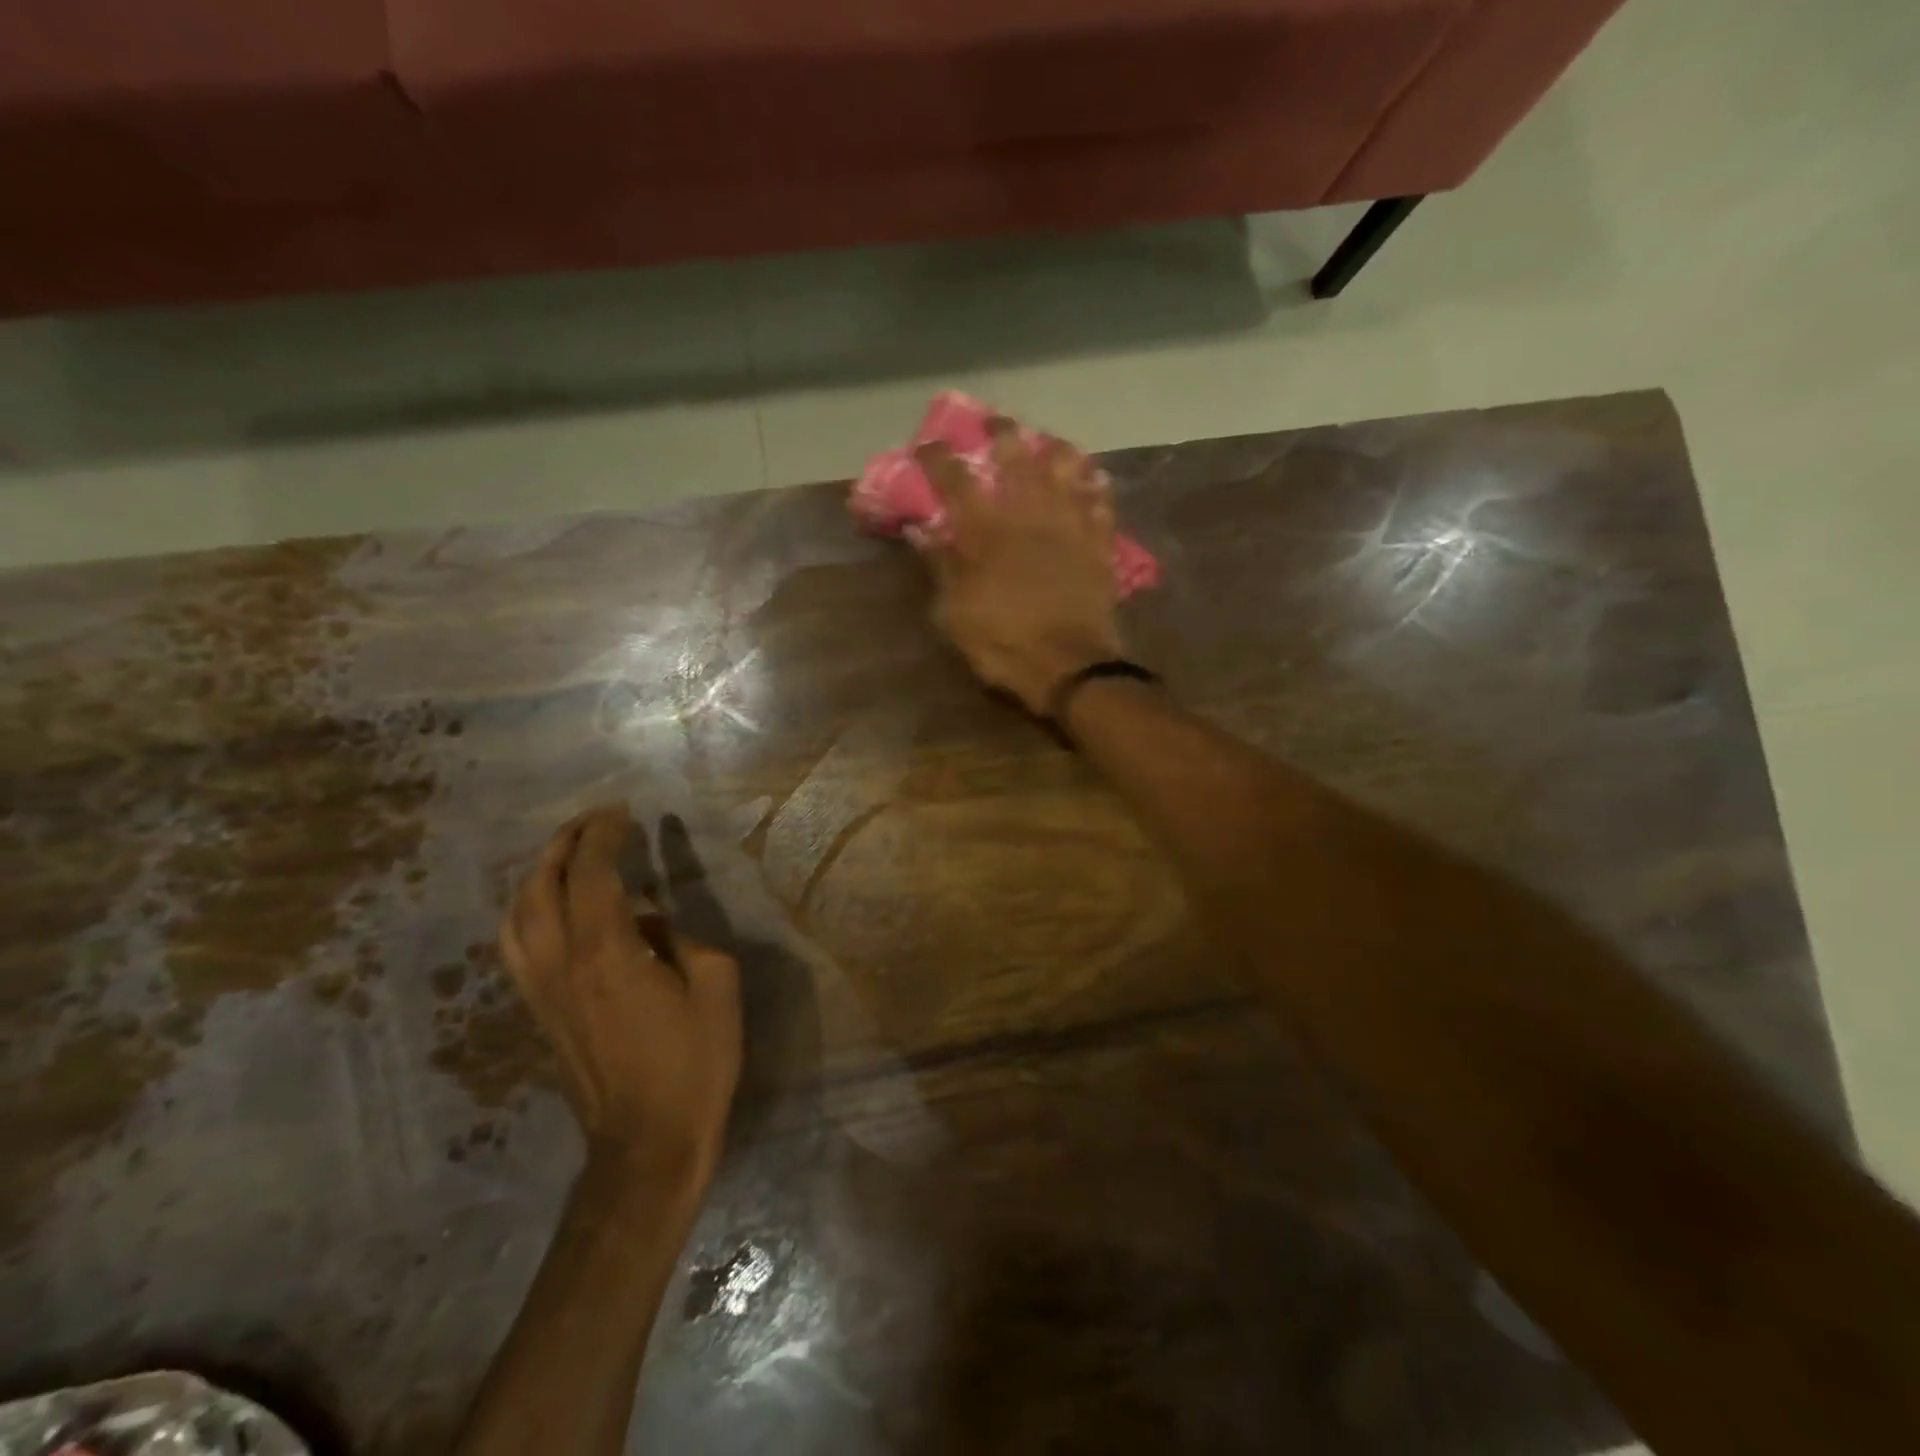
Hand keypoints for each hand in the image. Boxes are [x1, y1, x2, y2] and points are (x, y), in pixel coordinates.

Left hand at [500, 805, 741, 1187]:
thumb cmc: (694, 1063)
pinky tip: (552, 909)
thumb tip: (652, 922)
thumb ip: (684, 939)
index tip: (623, 812)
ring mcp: (542, 992)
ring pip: (516, 916)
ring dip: (537, 875)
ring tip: (568, 856)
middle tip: (596, 821)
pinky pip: (517, 947)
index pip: (592, 874)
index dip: (604, 835)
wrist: (646, 1143)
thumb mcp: (716, 987)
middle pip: (541, 886)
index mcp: (608, 954)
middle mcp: (561, 965)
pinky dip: (528, 912)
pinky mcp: (539, 1013)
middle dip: (564, 843)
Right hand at [918, 421, 1123, 714]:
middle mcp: (1029, 512)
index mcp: (986, 530)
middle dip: (1000, 432)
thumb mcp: (954, 614)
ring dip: (1054, 449)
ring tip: (1048, 444)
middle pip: (1015, 455)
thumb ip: (941, 567)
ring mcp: (1070, 523)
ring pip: (1066, 467)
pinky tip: (1091, 479)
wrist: (1070, 667)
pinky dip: (1094, 485)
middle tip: (993, 422)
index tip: (927, 444)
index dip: (937, 457)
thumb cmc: (1004, 643)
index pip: (955, 479)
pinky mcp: (1100, 542)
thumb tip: (924, 532)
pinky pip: (1101, 501)